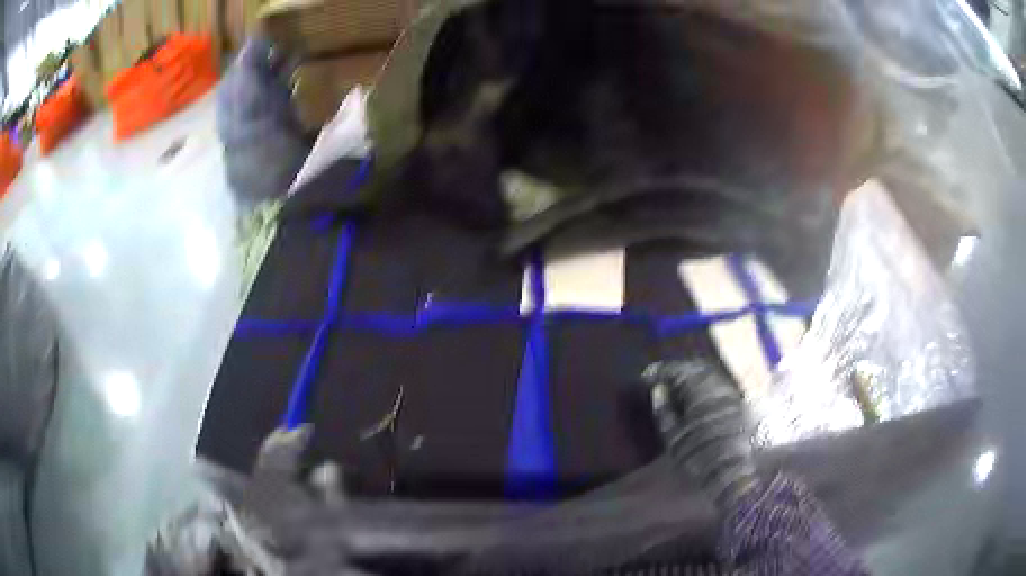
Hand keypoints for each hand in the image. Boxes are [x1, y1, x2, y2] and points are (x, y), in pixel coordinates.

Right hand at [642, 361, 761, 507]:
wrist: (732, 471)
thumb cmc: (698, 456)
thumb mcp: (674, 438)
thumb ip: (664, 411)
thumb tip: (658, 389)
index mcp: (700, 390)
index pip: (678, 370)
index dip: (661, 371)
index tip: (647, 376)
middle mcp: (718, 385)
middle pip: (695, 368)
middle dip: (677, 371)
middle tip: (661, 379)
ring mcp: (730, 392)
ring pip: (709, 374)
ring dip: (691, 376)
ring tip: (677, 386)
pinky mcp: (737, 402)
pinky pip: (717, 383)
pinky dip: (704, 384)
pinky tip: (696, 395)